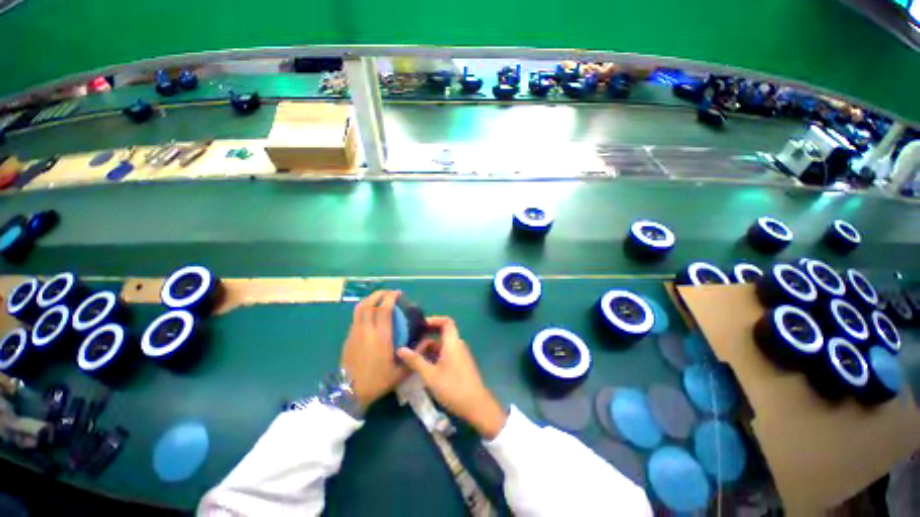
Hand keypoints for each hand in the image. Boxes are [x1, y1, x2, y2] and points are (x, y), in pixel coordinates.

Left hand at [340, 290, 407, 410]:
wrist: (350, 393)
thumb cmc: (378, 381)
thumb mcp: (401, 371)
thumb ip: (415, 354)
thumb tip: (427, 341)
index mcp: (381, 337)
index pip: (384, 309)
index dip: (390, 297)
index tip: (398, 293)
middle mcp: (367, 331)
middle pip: (370, 304)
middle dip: (379, 294)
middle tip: (389, 293)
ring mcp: (355, 333)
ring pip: (360, 308)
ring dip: (370, 299)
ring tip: (378, 298)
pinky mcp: (348, 338)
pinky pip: (356, 317)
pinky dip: (363, 309)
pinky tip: (370, 314)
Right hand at [397, 317, 506, 438]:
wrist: (476, 405)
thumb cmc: (453, 387)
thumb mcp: (430, 375)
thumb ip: (415, 361)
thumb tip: (400, 349)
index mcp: (453, 343)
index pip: (446, 321)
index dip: (433, 319)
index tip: (419, 325)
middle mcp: (458, 345)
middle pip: (442, 333)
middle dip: (426, 337)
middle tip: (410, 344)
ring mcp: (460, 355)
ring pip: (443, 345)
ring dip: (429, 349)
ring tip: (413, 358)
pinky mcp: (460, 364)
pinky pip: (446, 354)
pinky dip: (435, 356)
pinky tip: (423, 367)